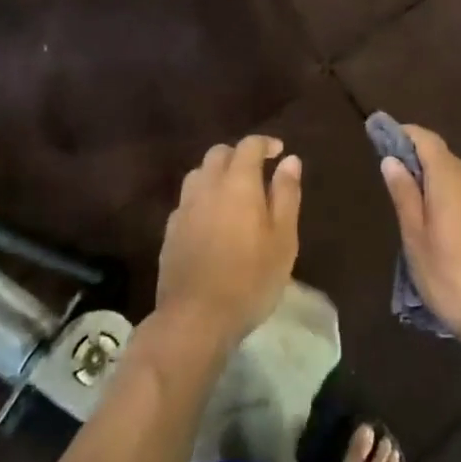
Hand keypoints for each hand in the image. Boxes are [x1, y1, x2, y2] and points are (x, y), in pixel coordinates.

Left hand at [155, 135, 301, 351]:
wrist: (195, 318)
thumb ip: (286, 194)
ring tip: (233, 193)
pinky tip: (211, 219)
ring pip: (199, 173)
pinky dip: (202, 198)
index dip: (265, 143)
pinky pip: (187, 200)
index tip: (279, 151)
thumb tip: (290, 160)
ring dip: (217, 173)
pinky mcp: (170, 230)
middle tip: (257, 172)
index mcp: (238, 182)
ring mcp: (184, 207)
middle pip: (219, 153)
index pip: (249, 146)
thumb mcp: (283, 239)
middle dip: (238, 155)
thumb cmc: (250, 278)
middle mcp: (207, 185)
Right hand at [380, 127, 460, 357]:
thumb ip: (404, 195)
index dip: (404, 134)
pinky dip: (449, 199)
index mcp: (450, 179)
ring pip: (456, 179)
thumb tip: (391, 159)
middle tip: (391, 178)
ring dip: (433, 183)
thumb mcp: (416, 238)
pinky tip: (439, 227)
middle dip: (416, 160)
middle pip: (442, 157)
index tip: (382, 138)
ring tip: (411, 206)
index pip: (426, 139)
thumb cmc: (452, 276)